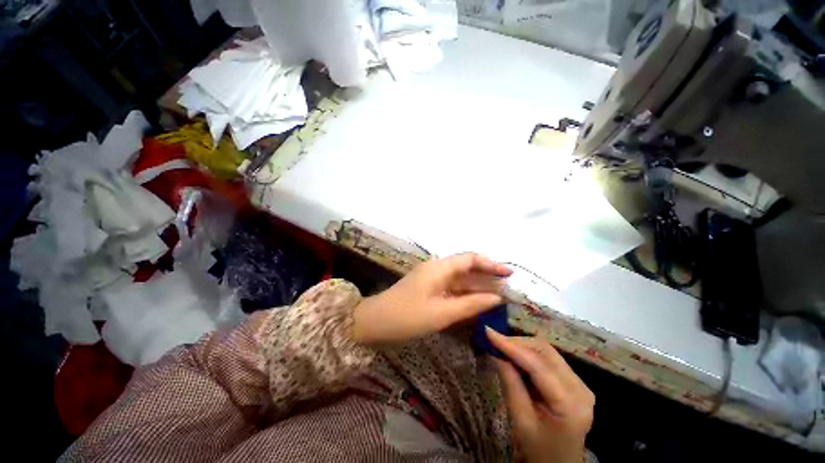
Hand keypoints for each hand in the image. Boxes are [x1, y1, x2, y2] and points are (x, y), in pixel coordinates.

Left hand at [352, 253, 511, 344]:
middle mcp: (437, 269)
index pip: (469, 258)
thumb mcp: (441, 313)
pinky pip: (451, 288)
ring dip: (477, 286)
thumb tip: (497, 298)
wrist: (375, 322)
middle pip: (466, 267)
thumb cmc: (407, 317)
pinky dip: (465, 294)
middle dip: (486, 275)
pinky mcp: (428, 289)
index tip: (508, 274)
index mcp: (439, 268)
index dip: (490, 264)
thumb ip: (470, 305)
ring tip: (498, 296)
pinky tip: (477, 303)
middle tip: (508, 287)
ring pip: (459, 279)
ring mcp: (432, 279)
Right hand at [487, 329, 594, 462]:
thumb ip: (510, 383)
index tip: (488, 332)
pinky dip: (528, 353)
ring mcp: (580, 383)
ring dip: (522, 346)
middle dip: (516, 343)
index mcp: (570, 404)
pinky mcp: (574, 380)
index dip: (511, 346)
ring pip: (546, 350)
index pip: (538, 365)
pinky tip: (515, 357)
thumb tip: (495, 352)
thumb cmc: (539, 450)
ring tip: (501, 348)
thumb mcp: (520, 421)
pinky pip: (548, 358)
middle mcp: (580, 388)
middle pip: (545, 351)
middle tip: (493, 342)